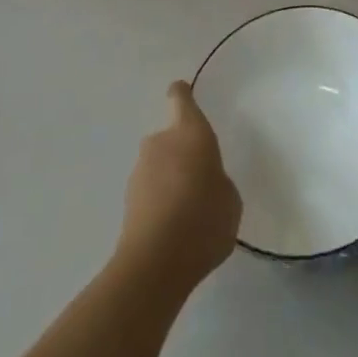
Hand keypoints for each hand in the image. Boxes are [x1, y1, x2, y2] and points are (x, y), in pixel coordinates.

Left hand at [118, 81, 241, 287]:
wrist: (155, 263)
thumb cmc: (203, 218)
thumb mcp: (230, 199)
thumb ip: (218, 181)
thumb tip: (205, 183)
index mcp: (190, 132)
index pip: (181, 99)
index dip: (182, 95)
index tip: (182, 93)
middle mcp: (161, 142)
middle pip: (170, 137)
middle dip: (181, 153)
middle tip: (199, 179)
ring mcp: (140, 171)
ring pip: (158, 166)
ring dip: (169, 179)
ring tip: (187, 212)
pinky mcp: (127, 201)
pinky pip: (149, 192)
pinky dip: (159, 203)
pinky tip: (173, 230)